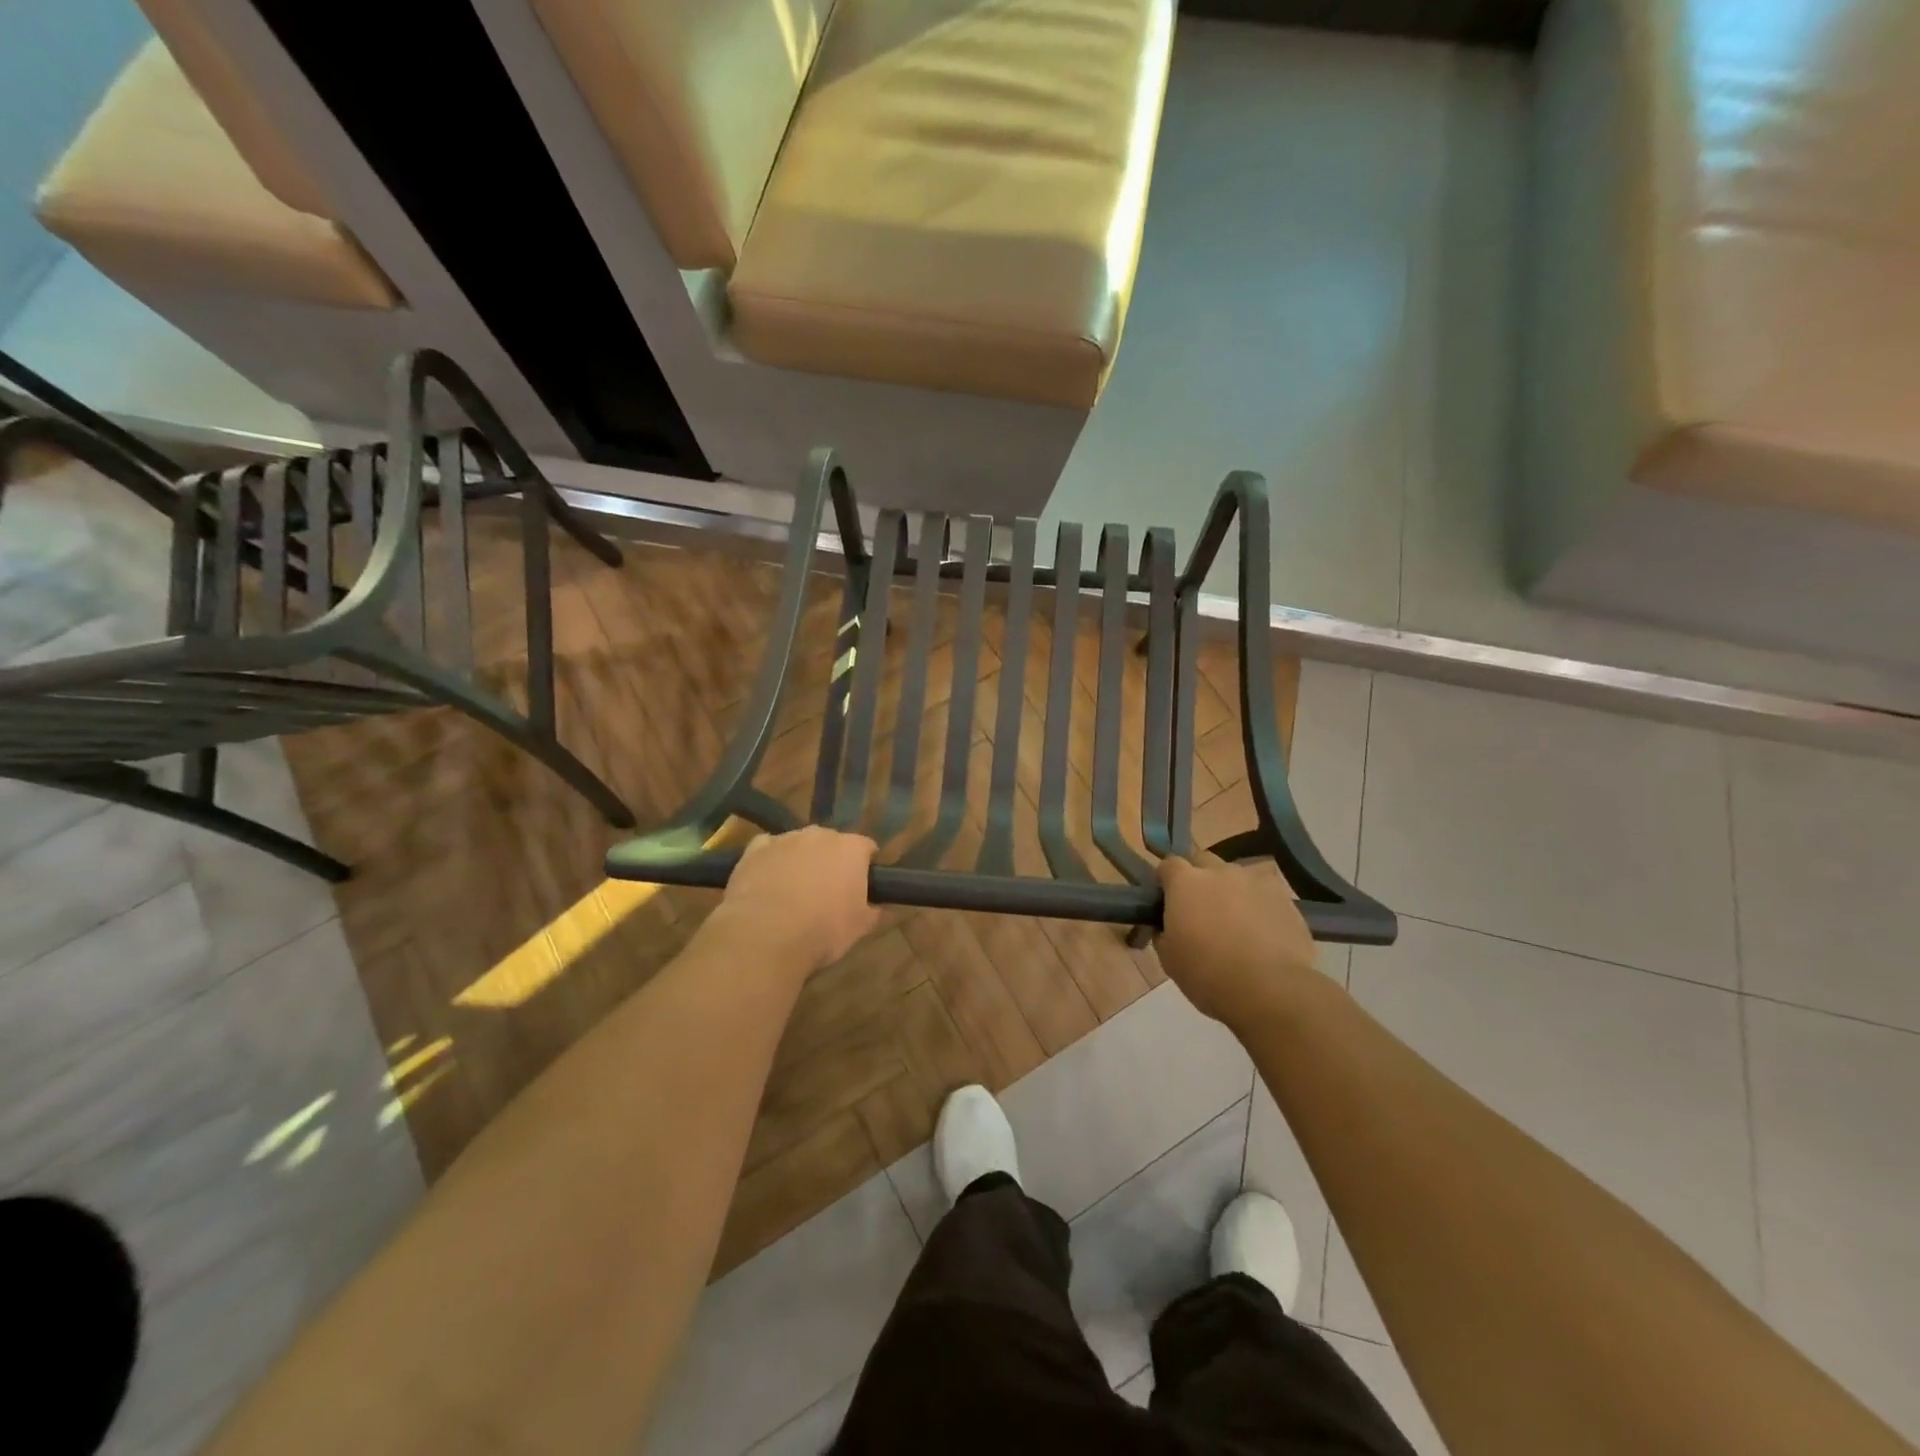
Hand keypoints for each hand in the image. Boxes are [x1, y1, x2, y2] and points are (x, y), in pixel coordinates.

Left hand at [717, 827, 878, 974]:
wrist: (765, 935)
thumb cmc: (823, 930)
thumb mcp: (860, 928)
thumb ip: (875, 911)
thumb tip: (883, 907)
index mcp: (851, 848)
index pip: (866, 848)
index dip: (866, 866)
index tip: (863, 886)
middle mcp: (819, 835)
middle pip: (832, 842)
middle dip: (832, 861)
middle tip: (829, 891)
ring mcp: (785, 839)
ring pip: (799, 844)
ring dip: (801, 860)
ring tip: (794, 891)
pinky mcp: (754, 850)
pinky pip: (768, 849)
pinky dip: (771, 861)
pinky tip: (768, 882)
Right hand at [1156, 852, 1319, 1028]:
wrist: (1269, 989)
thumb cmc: (1207, 974)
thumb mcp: (1168, 959)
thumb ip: (1163, 933)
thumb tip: (1166, 927)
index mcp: (1185, 882)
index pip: (1169, 864)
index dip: (1166, 880)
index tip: (1166, 899)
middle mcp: (1219, 871)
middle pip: (1203, 861)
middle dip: (1198, 877)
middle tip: (1199, 907)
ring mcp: (1255, 881)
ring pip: (1237, 875)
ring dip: (1231, 889)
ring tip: (1235, 919)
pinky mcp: (1284, 897)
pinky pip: (1265, 893)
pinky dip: (1260, 904)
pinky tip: (1262, 929)